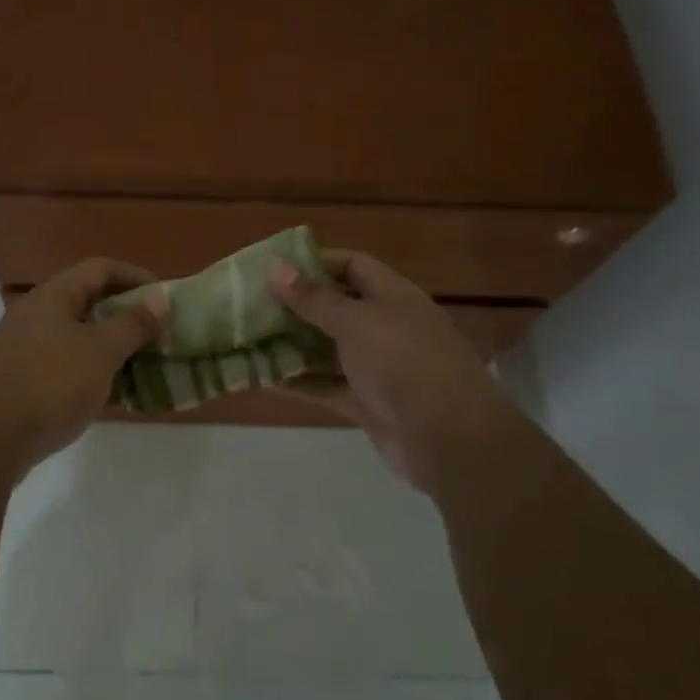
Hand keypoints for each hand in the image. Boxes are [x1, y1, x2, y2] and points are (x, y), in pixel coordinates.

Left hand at [0, 258, 168, 466]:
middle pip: (91, 302)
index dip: (137, 277)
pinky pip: (69, 366)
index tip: (166, 300)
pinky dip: (95, 373)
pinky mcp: (25, 381)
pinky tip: (118, 394)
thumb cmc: (50, 384)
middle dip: (129, 316)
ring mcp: (28, 349)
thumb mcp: (100, 352)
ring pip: (81, 337)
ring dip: (115, 348)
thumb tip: (161, 299)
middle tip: (161, 335)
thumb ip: (133, 324)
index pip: (101, 269)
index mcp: (54, 296)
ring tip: (147, 365)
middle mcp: (38, 315)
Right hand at [271, 250, 505, 485]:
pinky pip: (328, 386)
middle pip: (337, 308)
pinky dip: (301, 382)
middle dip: (297, 307)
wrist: (449, 437)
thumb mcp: (355, 321)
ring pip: (329, 349)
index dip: (317, 262)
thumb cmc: (402, 361)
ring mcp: (379, 368)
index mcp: (393, 296)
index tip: (275, 266)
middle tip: (252, 305)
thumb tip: (275, 266)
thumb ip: (313, 298)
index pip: (354, 265)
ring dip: (294, 346)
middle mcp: (387, 327)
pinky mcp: (369, 404)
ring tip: (250, 340)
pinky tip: (264, 379)